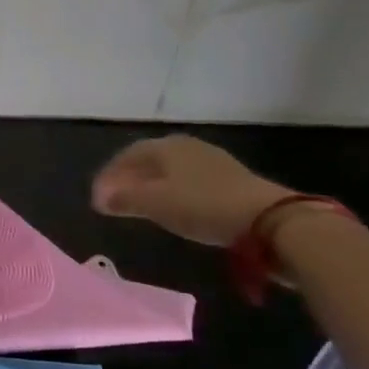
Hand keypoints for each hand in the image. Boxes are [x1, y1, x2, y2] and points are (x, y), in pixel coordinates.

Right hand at [91, 136, 289, 248]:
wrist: (271, 222)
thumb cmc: (204, 206)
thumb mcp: (156, 204)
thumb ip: (124, 199)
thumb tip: (100, 198)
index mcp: (166, 146)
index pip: (127, 156)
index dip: (108, 176)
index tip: (97, 199)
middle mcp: (187, 147)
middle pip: (148, 161)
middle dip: (128, 180)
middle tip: (114, 201)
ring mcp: (212, 163)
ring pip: (169, 172)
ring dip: (150, 187)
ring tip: (139, 206)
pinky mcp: (231, 181)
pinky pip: (189, 182)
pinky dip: (172, 193)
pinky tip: (172, 209)